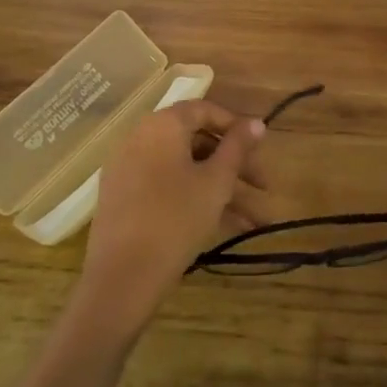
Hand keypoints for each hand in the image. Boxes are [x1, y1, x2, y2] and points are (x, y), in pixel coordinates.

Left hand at [79, 100, 267, 330]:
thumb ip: (238, 148)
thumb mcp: (216, 182)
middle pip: (196, 142)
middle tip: (264, 189)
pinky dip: (195, 199)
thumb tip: (257, 123)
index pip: (204, 110)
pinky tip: (227, 227)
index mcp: (161, 125)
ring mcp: (128, 169)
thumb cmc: (176, 218)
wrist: (122, 276)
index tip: (259, 150)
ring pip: (185, 170)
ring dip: (222, 190)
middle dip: (235, 166)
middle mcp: (140, 138)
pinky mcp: (124, 198)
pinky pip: (167, 187)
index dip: (236, 127)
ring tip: (256, 221)